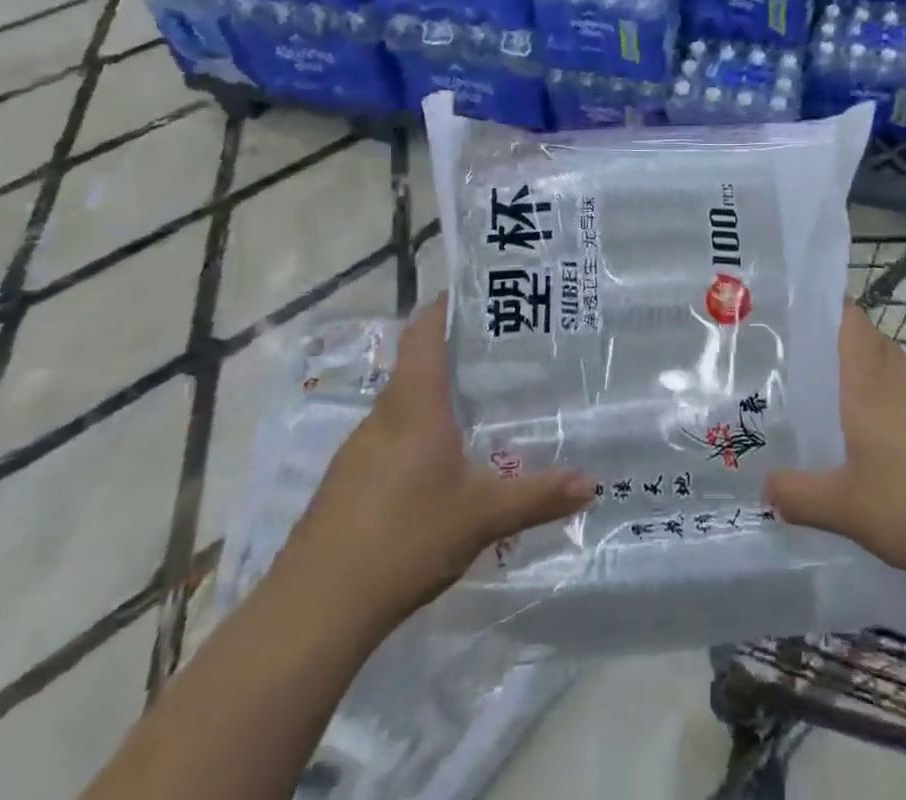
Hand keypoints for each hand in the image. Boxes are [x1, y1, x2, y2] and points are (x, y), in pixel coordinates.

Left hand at [276, 294, 595, 634]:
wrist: (312, 611)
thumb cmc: (404, 539)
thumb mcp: (482, 517)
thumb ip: (538, 495)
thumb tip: (593, 483)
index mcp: (415, 405)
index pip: (425, 333)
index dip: (446, 306)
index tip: (479, 293)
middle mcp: (383, 416)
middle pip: (416, 365)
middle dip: (454, 353)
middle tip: (502, 351)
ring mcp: (358, 451)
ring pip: (402, 404)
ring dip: (435, 395)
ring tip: (480, 402)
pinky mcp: (346, 483)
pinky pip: (389, 437)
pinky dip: (417, 432)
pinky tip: (442, 463)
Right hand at [763, 303, 905, 590]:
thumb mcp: (845, 509)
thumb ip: (799, 496)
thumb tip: (764, 486)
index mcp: (870, 385)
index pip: (851, 321)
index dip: (831, 308)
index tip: (805, 315)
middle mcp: (904, 381)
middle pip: (874, 344)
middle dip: (847, 350)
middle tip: (815, 372)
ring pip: (901, 375)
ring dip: (878, 384)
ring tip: (852, 416)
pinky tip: (902, 455)